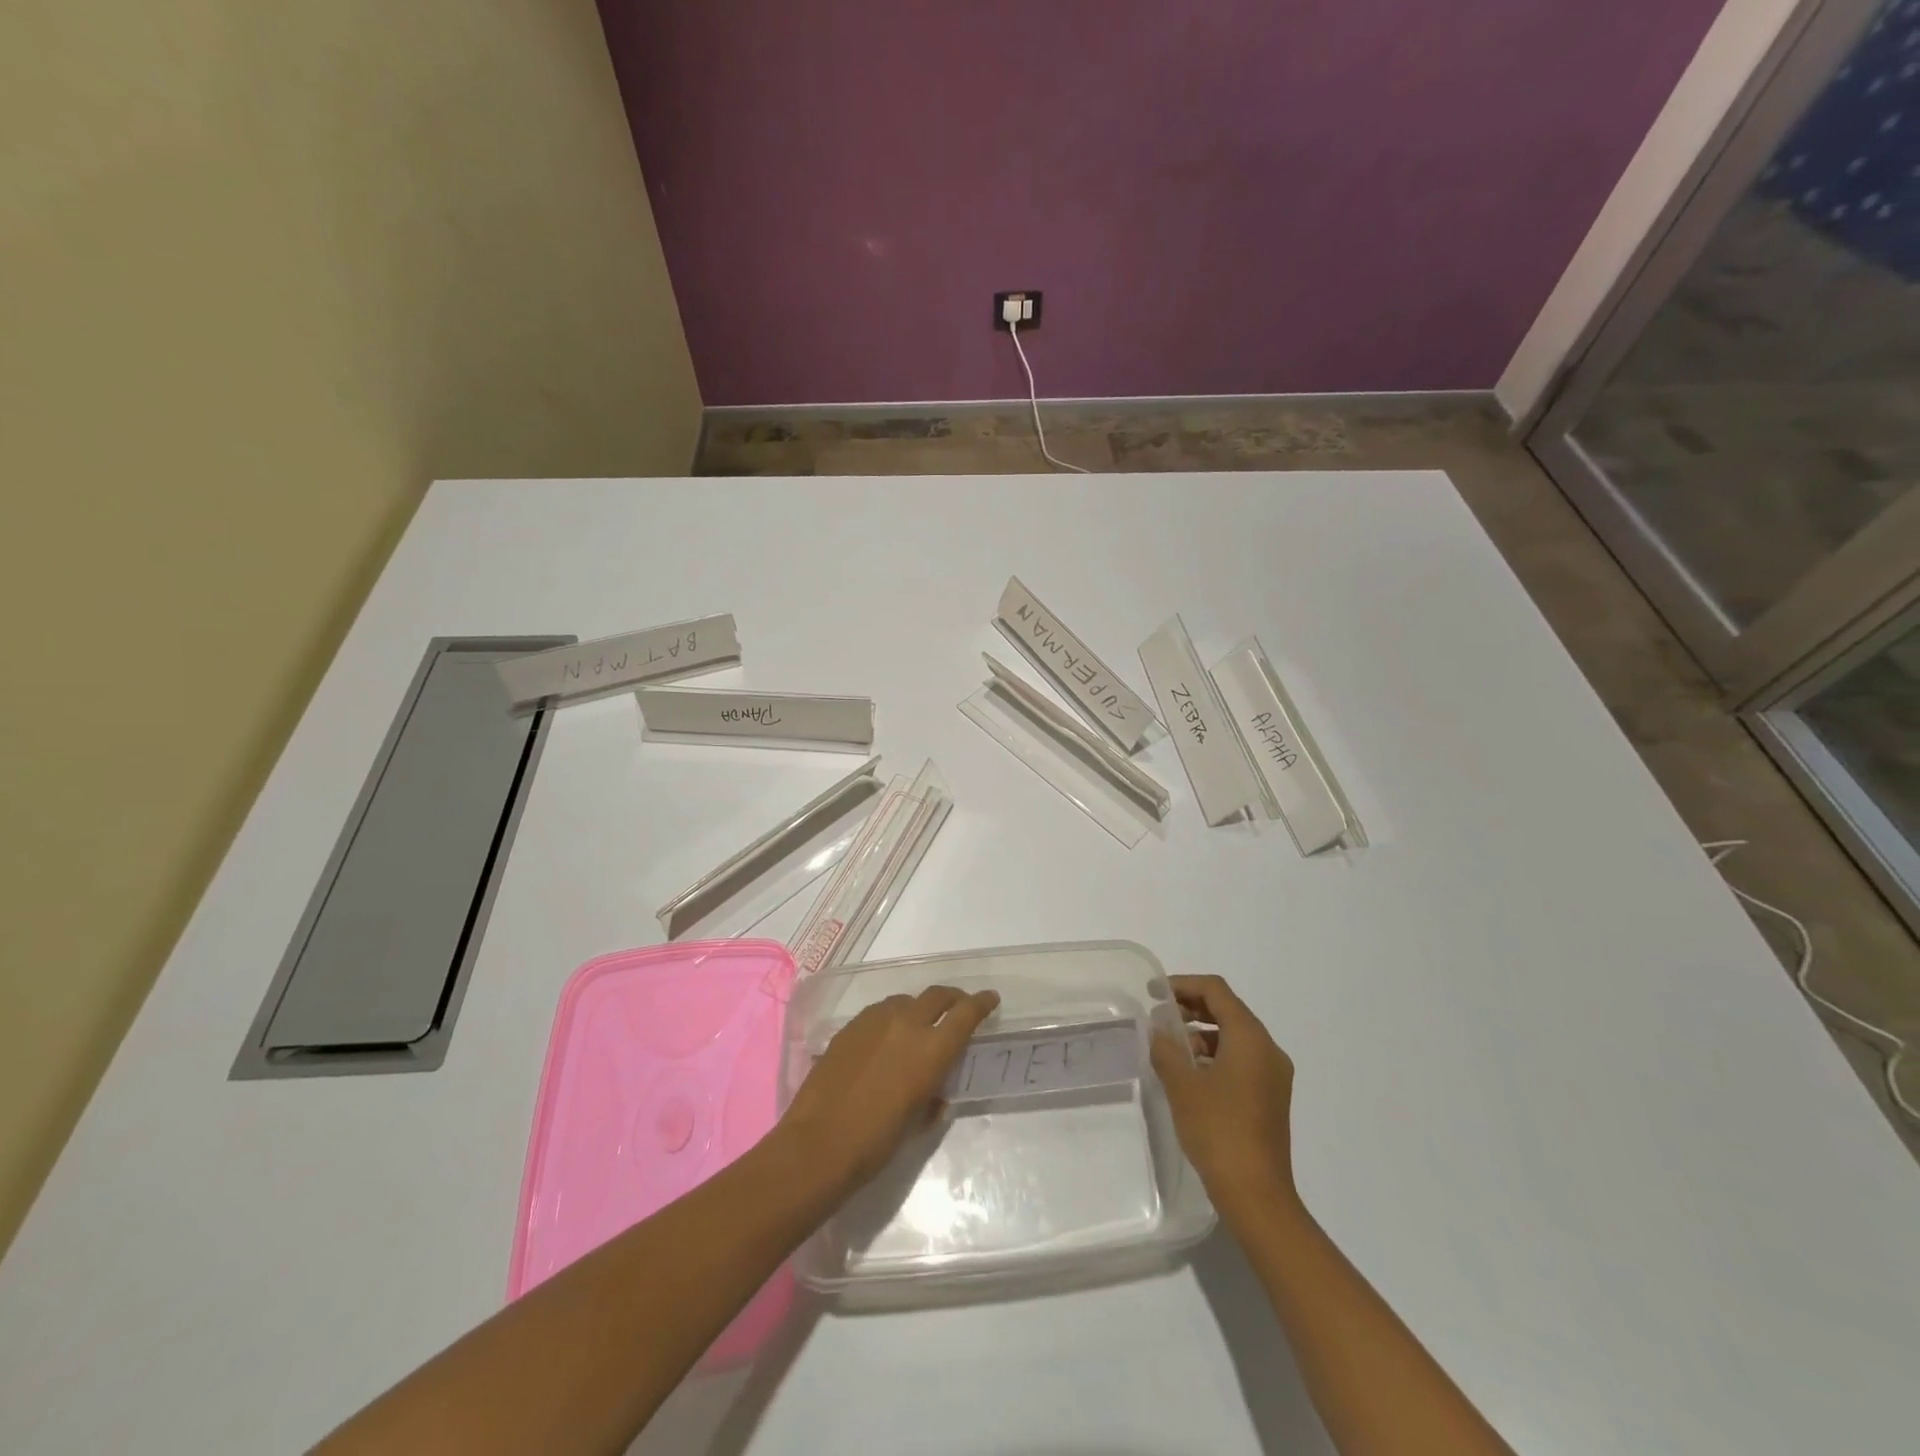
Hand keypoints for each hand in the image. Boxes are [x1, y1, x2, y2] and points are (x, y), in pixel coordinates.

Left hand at [779, 985, 999, 1192]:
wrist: (818, 1144)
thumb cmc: (875, 1143)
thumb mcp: (916, 1123)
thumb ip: (931, 1098)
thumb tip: (934, 1093)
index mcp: (930, 1050)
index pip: (965, 1014)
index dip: (981, 1003)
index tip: (990, 998)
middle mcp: (906, 1024)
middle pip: (937, 996)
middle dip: (952, 998)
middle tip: (958, 1007)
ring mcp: (874, 1021)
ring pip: (905, 1001)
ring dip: (918, 1008)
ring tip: (918, 1025)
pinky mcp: (849, 1027)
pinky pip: (879, 1012)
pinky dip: (891, 1018)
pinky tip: (885, 1039)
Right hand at [1151, 975, 1297, 1226]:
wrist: (1257, 1196)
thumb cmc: (1218, 1131)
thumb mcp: (1182, 1085)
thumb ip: (1167, 1048)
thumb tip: (1159, 1030)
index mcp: (1251, 1038)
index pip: (1216, 991)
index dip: (1183, 984)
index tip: (1153, 993)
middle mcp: (1268, 1049)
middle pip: (1228, 1010)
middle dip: (1191, 1008)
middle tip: (1159, 1018)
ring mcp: (1274, 1075)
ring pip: (1234, 1036)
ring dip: (1202, 1033)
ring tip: (1170, 1049)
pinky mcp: (1271, 1097)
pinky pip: (1241, 1060)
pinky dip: (1215, 1055)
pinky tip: (1190, 1075)